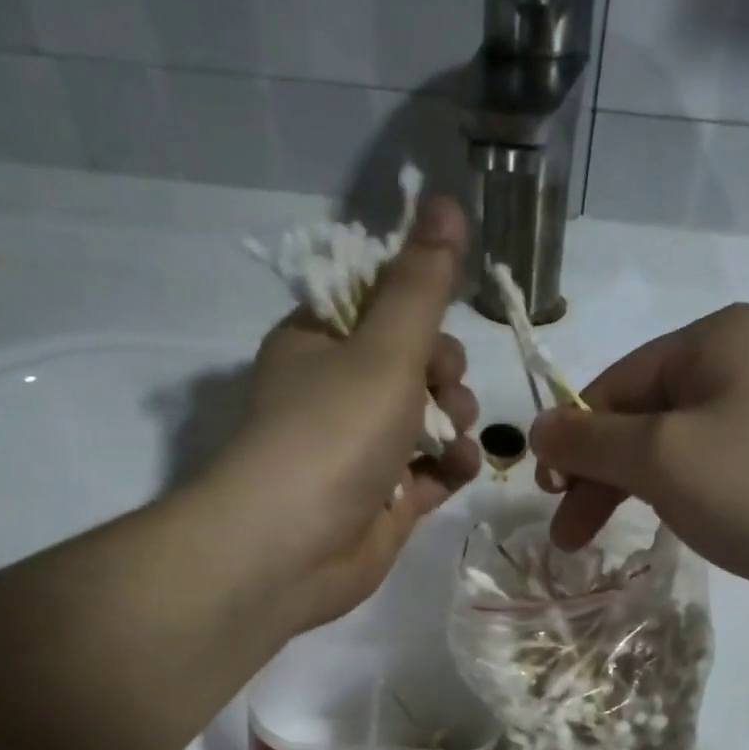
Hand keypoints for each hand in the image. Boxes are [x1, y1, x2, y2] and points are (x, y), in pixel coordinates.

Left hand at [210, 196, 481, 630]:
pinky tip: (457, 468)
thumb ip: (422, 284)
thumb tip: (444, 200)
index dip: (416, 307)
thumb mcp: (384, 348)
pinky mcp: (385, 499)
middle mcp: (337, 392)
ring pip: (428, 417)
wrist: (291, 550)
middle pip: (412, 361)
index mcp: (319, 342)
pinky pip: (431, 469)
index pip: (378, 303)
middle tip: (441, 386)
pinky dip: (449, 465)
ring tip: (452, 434)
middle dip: (442, 370)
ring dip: (454, 418)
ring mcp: (362, 450)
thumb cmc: (332, 434)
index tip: (436, 321)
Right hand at [530, 303, 748, 622]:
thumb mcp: (663, 457)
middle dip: (600, 474)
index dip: (573, 440)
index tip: (548, 494)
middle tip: (570, 535)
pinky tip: (675, 525)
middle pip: (644, 415)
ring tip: (612, 537)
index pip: (614, 384)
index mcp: (714, 340)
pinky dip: (682, 495)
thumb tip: (536, 426)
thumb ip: (590, 439)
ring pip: (677, 446)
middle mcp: (746, 360)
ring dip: (636, 489)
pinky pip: (715, 466)